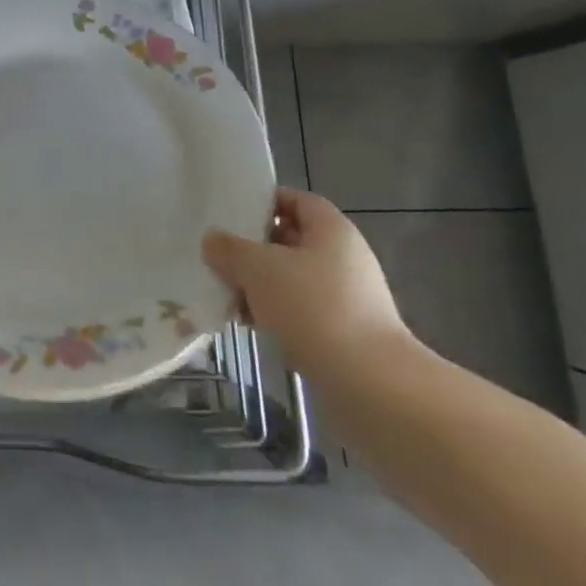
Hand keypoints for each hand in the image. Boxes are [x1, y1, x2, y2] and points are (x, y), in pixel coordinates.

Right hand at [202, 188, 410, 377]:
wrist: (371, 385)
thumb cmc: (314, 308)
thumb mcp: (259, 268)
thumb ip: (230, 249)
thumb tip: (213, 240)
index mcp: (332, 231)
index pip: (296, 200)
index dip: (265, 201)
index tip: (231, 212)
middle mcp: (344, 258)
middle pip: (292, 240)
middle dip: (254, 247)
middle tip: (218, 254)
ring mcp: (347, 298)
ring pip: (292, 279)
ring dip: (259, 284)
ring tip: (225, 292)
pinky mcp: (343, 333)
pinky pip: (300, 311)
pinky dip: (274, 313)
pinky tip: (247, 324)